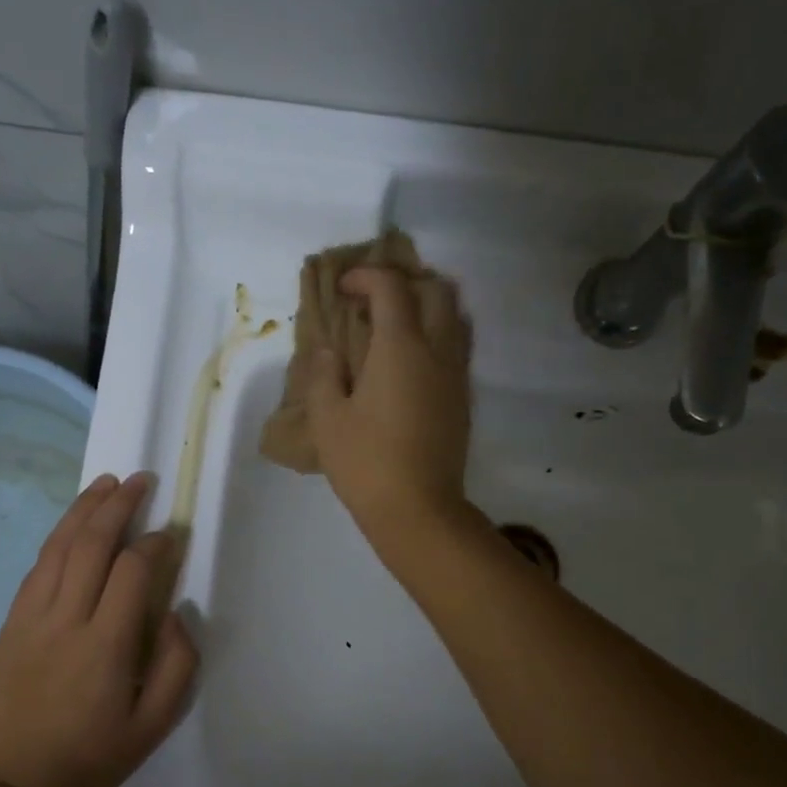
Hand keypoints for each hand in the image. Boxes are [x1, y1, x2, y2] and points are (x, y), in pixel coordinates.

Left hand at [0, 472, 197, 786]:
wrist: (19, 783)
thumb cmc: (95, 756)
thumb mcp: (155, 724)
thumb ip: (177, 664)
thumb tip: (175, 612)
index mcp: (104, 646)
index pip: (132, 571)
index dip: (155, 544)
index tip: (171, 534)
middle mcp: (64, 621)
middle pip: (90, 545)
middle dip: (118, 506)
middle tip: (140, 480)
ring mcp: (29, 619)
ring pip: (56, 548)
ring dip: (83, 510)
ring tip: (106, 483)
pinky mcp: (9, 625)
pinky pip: (35, 569)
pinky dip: (57, 539)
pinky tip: (72, 526)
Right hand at [304, 266, 472, 540]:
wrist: (418, 510)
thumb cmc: (365, 463)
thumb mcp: (327, 420)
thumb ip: (323, 375)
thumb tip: (329, 352)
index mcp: (401, 347)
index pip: (391, 287)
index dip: (365, 277)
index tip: (343, 289)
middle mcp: (437, 350)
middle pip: (435, 290)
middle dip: (403, 284)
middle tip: (372, 302)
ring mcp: (456, 374)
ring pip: (454, 316)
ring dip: (426, 307)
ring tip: (394, 327)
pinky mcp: (463, 398)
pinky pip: (457, 347)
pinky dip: (436, 336)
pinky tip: (411, 362)